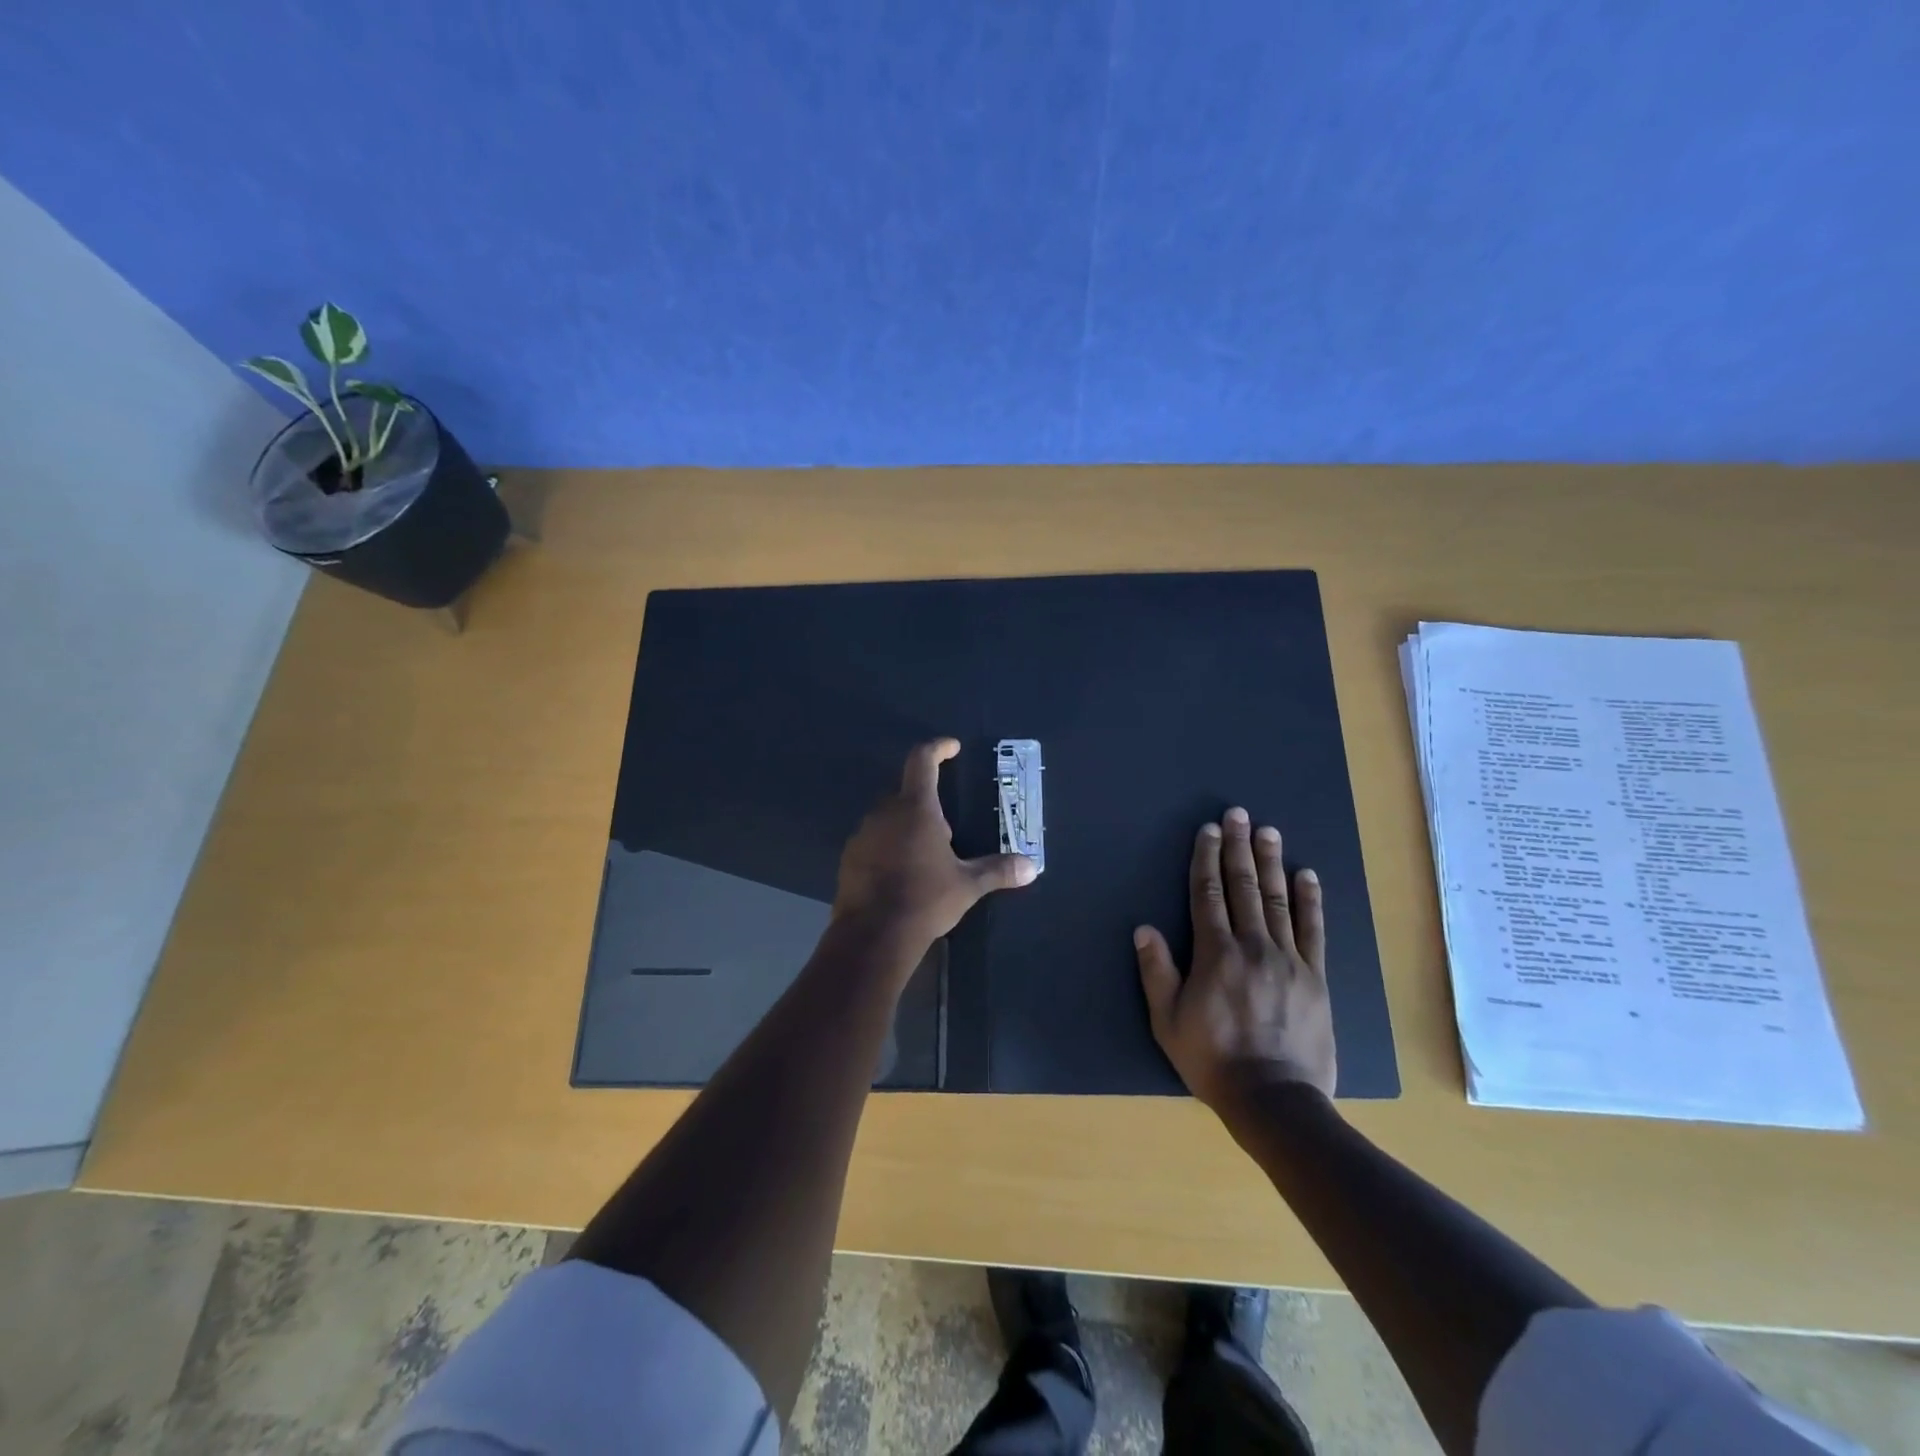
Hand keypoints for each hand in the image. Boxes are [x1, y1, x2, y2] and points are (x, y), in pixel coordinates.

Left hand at [834, 739, 1037, 955]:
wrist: (873, 935)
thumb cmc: (925, 899)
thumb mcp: (967, 885)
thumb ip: (998, 870)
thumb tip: (1032, 867)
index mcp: (916, 808)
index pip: (922, 760)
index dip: (938, 748)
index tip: (952, 748)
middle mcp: (884, 812)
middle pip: (905, 791)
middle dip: (925, 801)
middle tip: (946, 828)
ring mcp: (862, 834)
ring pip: (887, 817)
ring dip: (905, 825)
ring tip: (925, 854)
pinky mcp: (849, 857)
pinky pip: (872, 840)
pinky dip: (887, 846)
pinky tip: (901, 873)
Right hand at [1135, 807, 1336, 1109]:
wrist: (1275, 1099)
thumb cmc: (1212, 1060)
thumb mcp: (1168, 1021)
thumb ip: (1156, 972)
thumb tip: (1144, 928)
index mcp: (1215, 954)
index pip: (1208, 894)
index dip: (1206, 859)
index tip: (1207, 831)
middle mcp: (1253, 946)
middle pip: (1243, 886)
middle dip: (1238, 847)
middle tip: (1238, 814)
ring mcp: (1288, 959)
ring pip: (1277, 900)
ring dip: (1271, 862)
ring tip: (1269, 831)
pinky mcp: (1315, 976)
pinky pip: (1313, 930)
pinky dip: (1310, 900)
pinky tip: (1307, 875)